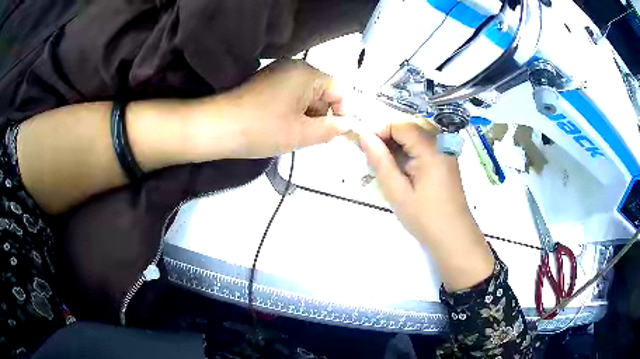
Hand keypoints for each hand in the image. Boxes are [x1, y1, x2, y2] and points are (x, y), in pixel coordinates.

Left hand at [206, 60, 351, 157]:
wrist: (217, 128)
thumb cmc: (262, 129)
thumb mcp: (302, 133)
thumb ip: (331, 129)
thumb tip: (347, 125)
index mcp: (307, 73)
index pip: (339, 89)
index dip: (342, 112)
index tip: (336, 134)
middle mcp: (294, 67)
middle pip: (322, 90)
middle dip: (323, 114)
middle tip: (315, 137)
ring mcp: (277, 73)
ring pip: (306, 94)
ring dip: (308, 114)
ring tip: (298, 134)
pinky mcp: (265, 82)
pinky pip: (290, 94)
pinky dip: (293, 110)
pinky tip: (284, 126)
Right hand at [358, 122, 494, 290]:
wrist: (454, 238)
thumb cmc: (425, 218)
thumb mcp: (397, 192)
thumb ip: (380, 161)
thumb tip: (364, 136)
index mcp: (431, 149)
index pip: (401, 125)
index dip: (380, 131)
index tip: (365, 148)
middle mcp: (441, 145)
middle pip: (409, 129)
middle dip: (388, 139)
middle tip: (372, 160)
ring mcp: (446, 153)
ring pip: (416, 138)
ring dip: (398, 147)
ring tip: (384, 168)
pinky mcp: (446, 162)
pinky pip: (424, 148)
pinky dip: (409, 154)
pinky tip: (401, 172)